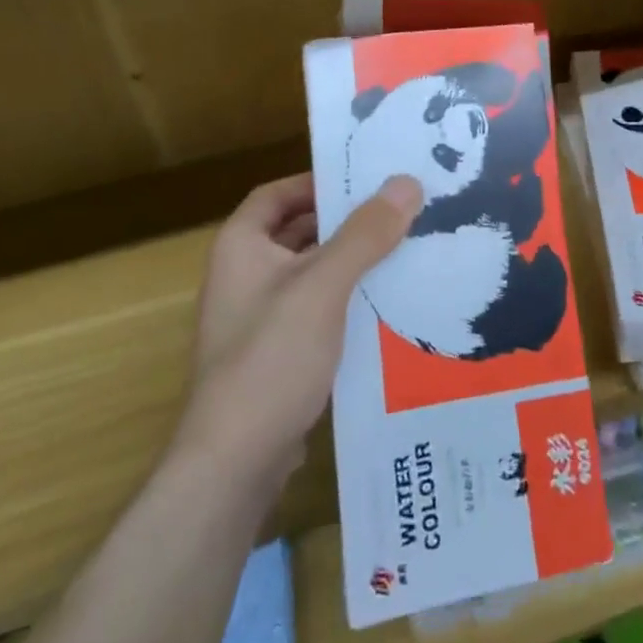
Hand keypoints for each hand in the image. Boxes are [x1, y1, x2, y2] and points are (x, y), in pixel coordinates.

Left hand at [177, 172, 422, 491]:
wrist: (235, 463)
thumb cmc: (271, 358)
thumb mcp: (323, 287)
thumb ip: (365, 234)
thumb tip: (407, 182)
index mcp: (241, 247)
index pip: (278, 194)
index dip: (317, 182)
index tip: (366, 180)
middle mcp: (245, 275)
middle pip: (299, 232)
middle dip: (346, 222)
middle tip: (400, 211)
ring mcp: (260, 318)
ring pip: (313, 273)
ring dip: (352, 261)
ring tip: (406, 250)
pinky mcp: (279, 353)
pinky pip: (319, 310)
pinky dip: (349, 299)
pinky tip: (390, 303)